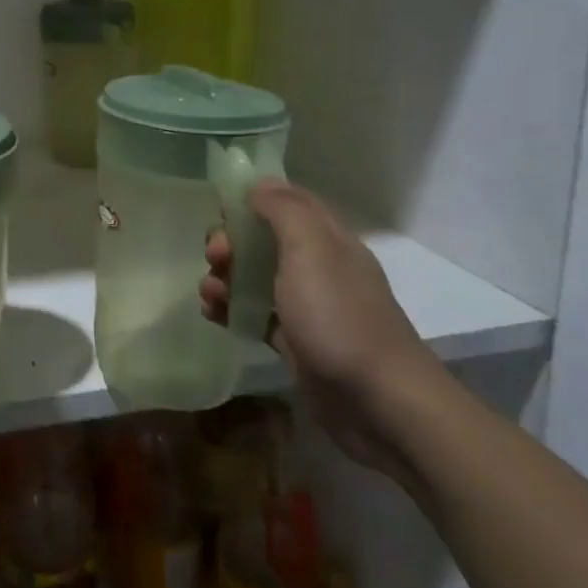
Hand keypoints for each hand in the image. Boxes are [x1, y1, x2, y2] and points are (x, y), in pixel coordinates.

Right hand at [200, 181, 443, 481]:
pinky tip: (212, 315)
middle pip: (264, 240)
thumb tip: (257, 184)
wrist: (378, 402)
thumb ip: (283, 210)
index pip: (287, 202)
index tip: (219, 207)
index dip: (253, 198)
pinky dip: (231, 310)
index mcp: (327, 240)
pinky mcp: (294, 341)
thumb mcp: (310, 250)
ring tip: (209, 293)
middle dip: (231, 242)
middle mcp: (317, 267)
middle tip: (215, 257)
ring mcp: (306, 306)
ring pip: (255, 278)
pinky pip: (255, 314)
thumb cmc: (339, 317)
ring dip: (225, 278)